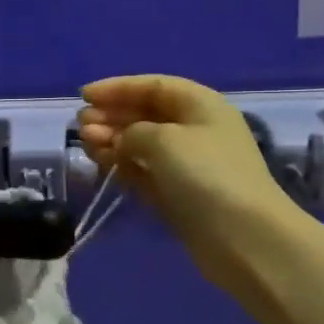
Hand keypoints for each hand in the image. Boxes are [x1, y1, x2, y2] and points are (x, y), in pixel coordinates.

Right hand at [78, 75, 292, 295]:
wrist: (244, 238)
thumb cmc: (206, 175)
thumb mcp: (164, 140)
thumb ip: (132, 131)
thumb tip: (122, 140)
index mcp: (200, 104)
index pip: (153, 86)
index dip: (118, 88)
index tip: (84, 95)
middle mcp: (195, 129)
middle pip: (146, 114)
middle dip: (112, 116)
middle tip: (80, 125)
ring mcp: (188, 165)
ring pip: (142, 144)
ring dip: (113, 140)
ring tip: (86, 144)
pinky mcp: (179, 195)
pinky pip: (145, 171)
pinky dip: (123, 165)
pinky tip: (102, 163)